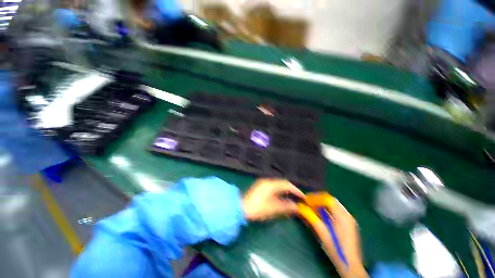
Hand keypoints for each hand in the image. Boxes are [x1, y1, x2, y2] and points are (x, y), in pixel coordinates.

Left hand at [243, 178, 304, 220]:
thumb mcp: (273, 209)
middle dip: (291, 189)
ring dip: (285, 190)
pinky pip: (273, 186)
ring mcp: (263, 183)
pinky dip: (279, 191)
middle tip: (298, 197)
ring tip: (292, 198)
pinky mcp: (260, 187)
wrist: (241, 208)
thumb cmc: (257, 208)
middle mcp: (267, 181)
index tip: (303, 197)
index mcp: (271, 184)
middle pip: (282, 183)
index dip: (296, 190)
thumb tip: (296, 207)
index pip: (286, 185)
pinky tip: (281, 197)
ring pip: (278, 185)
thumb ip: (286, 206)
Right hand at [303, 197, 367, 277]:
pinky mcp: (349, 224)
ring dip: (323, 205)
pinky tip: (321, 216)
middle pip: (331, 200)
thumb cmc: (336, 249)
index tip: (307, 201)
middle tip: (309, 203)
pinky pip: (337, 211)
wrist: (350, 265)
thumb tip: (300, 207)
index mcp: (342, 217)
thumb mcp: (322, 233)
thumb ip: (311, 218)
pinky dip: (328, 210)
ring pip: (334, 205)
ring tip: (313, 209)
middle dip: (319, 200)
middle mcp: (347, 215)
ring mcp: (349, 220)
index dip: (316, 198)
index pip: (328, 199)